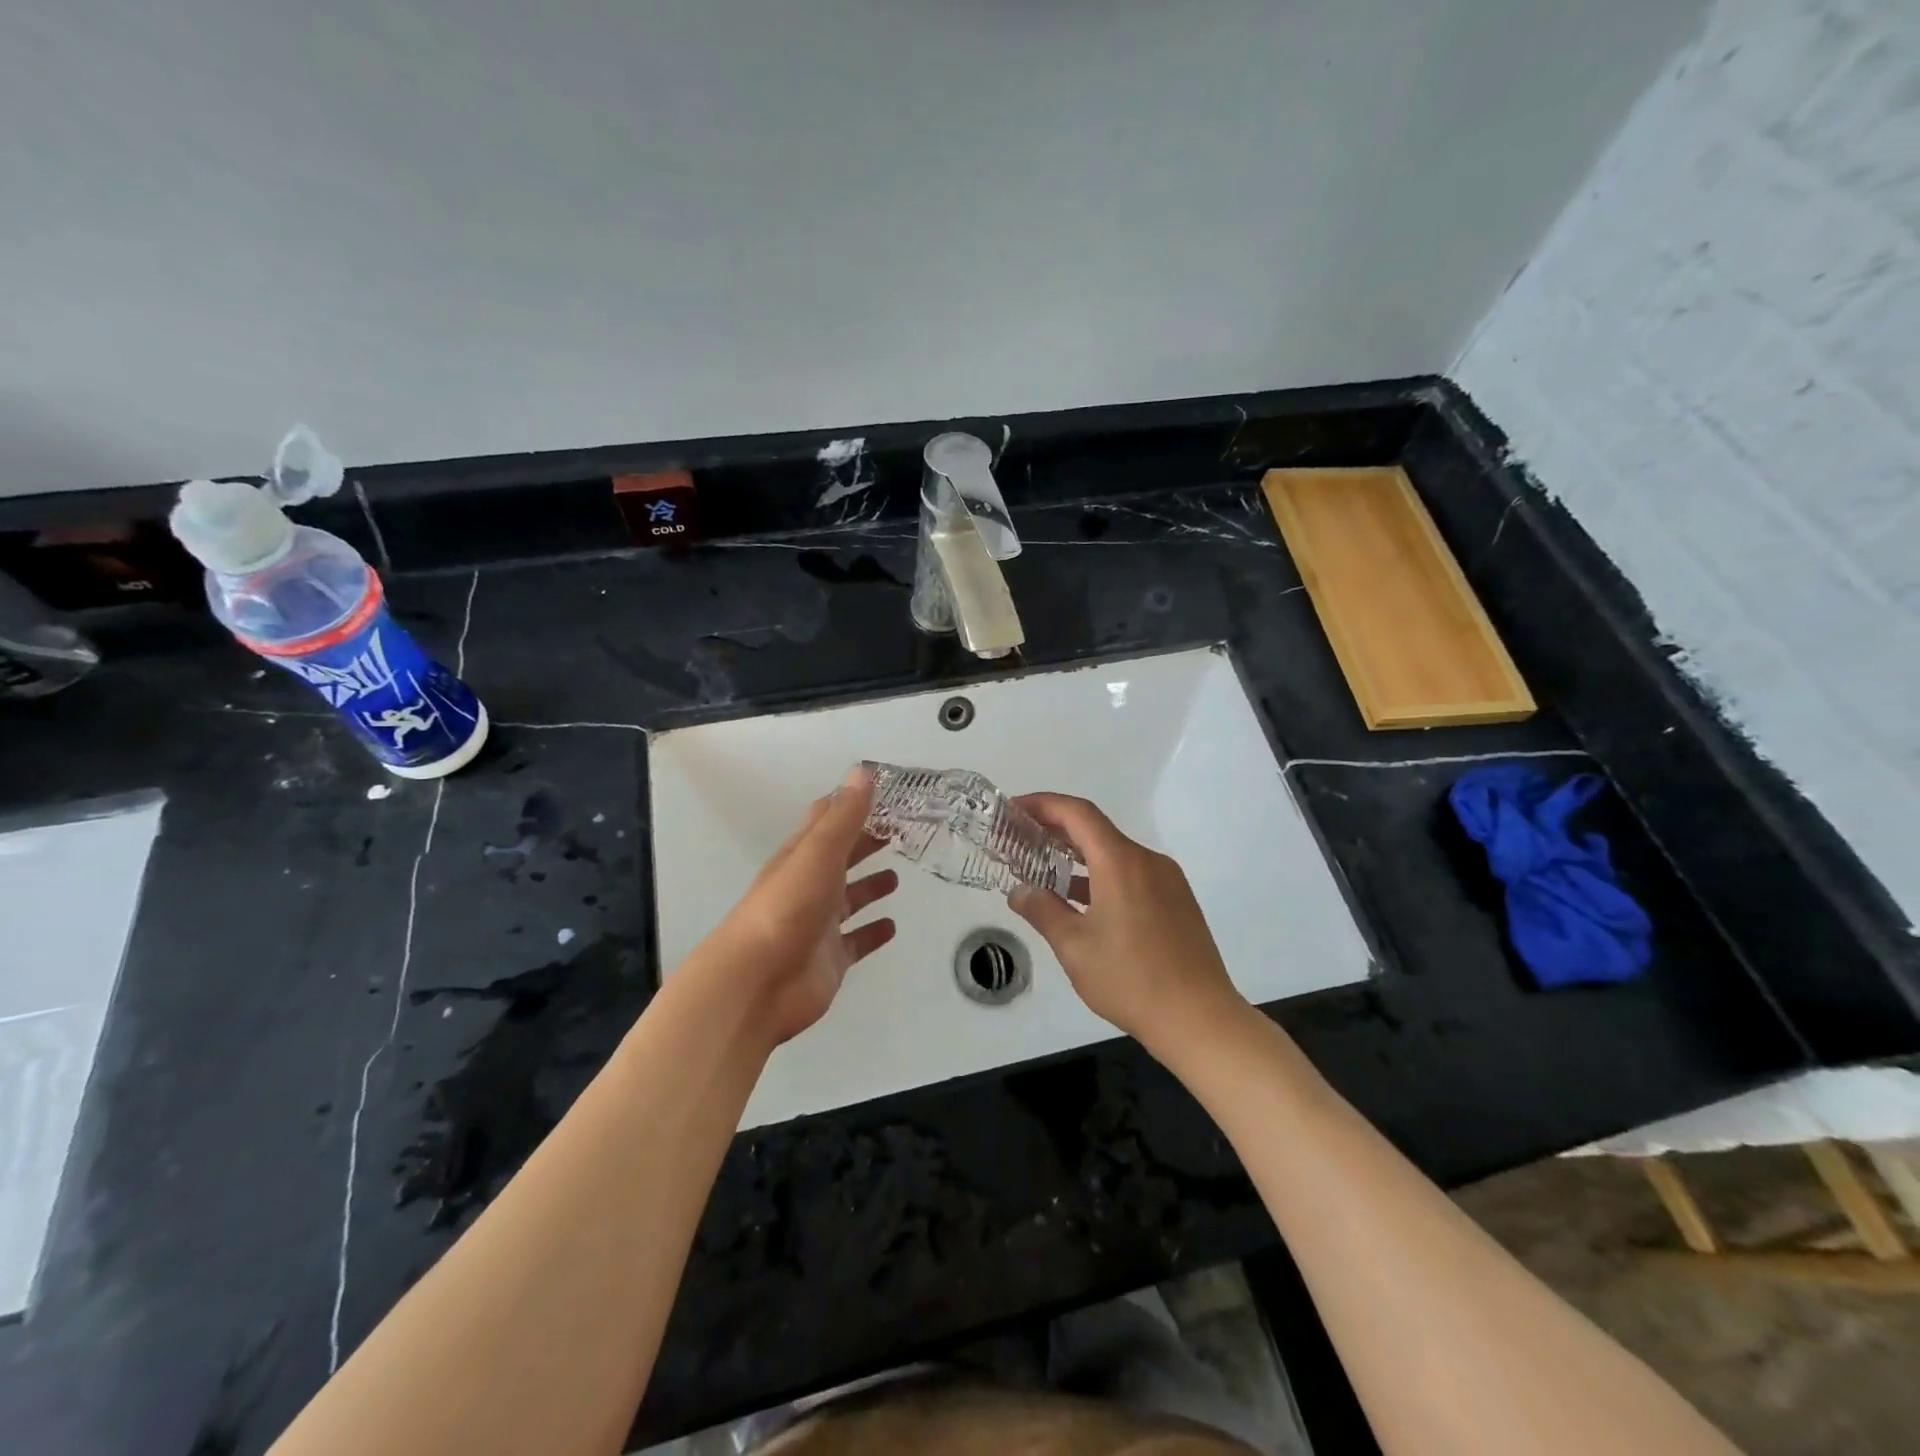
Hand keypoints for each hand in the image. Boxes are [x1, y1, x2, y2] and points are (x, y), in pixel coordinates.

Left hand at [702, 765, 897, 1046]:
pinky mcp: (830, 959)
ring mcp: (819, 924)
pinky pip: (855, 941)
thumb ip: (845, 816)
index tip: (884, 793)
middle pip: (840, 858)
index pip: (826, 821)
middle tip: (900, 832)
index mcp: (801, 856)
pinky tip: (892, 926)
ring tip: (897, 877)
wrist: (758, 983)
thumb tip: (862, 771)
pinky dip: (872, 932)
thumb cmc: (788, 908)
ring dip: (869, 887)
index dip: (851, 805)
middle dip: (865, 844)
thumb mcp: (818, 853)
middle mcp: (809, 886)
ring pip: (848, 899)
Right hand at [1007, 793, 1246, 1055]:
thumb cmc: (1130, 979)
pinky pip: (1133, 873)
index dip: (1043, 804)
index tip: (1014, 809)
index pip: (1078, 813)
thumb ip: (1043, 911)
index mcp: (1120, 862)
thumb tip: (1020, 892)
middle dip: (1056, 829)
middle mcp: (1147, 861)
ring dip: (1079, 855)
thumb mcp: (1074, 947)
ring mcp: (1167, 880)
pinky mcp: (1178, 901)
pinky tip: (1083, 899)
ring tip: (1045, 869)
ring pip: (1115, 853)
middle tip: (1021, 838)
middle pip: (1096, 830)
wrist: (1199, 1019)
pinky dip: (1102, 875)